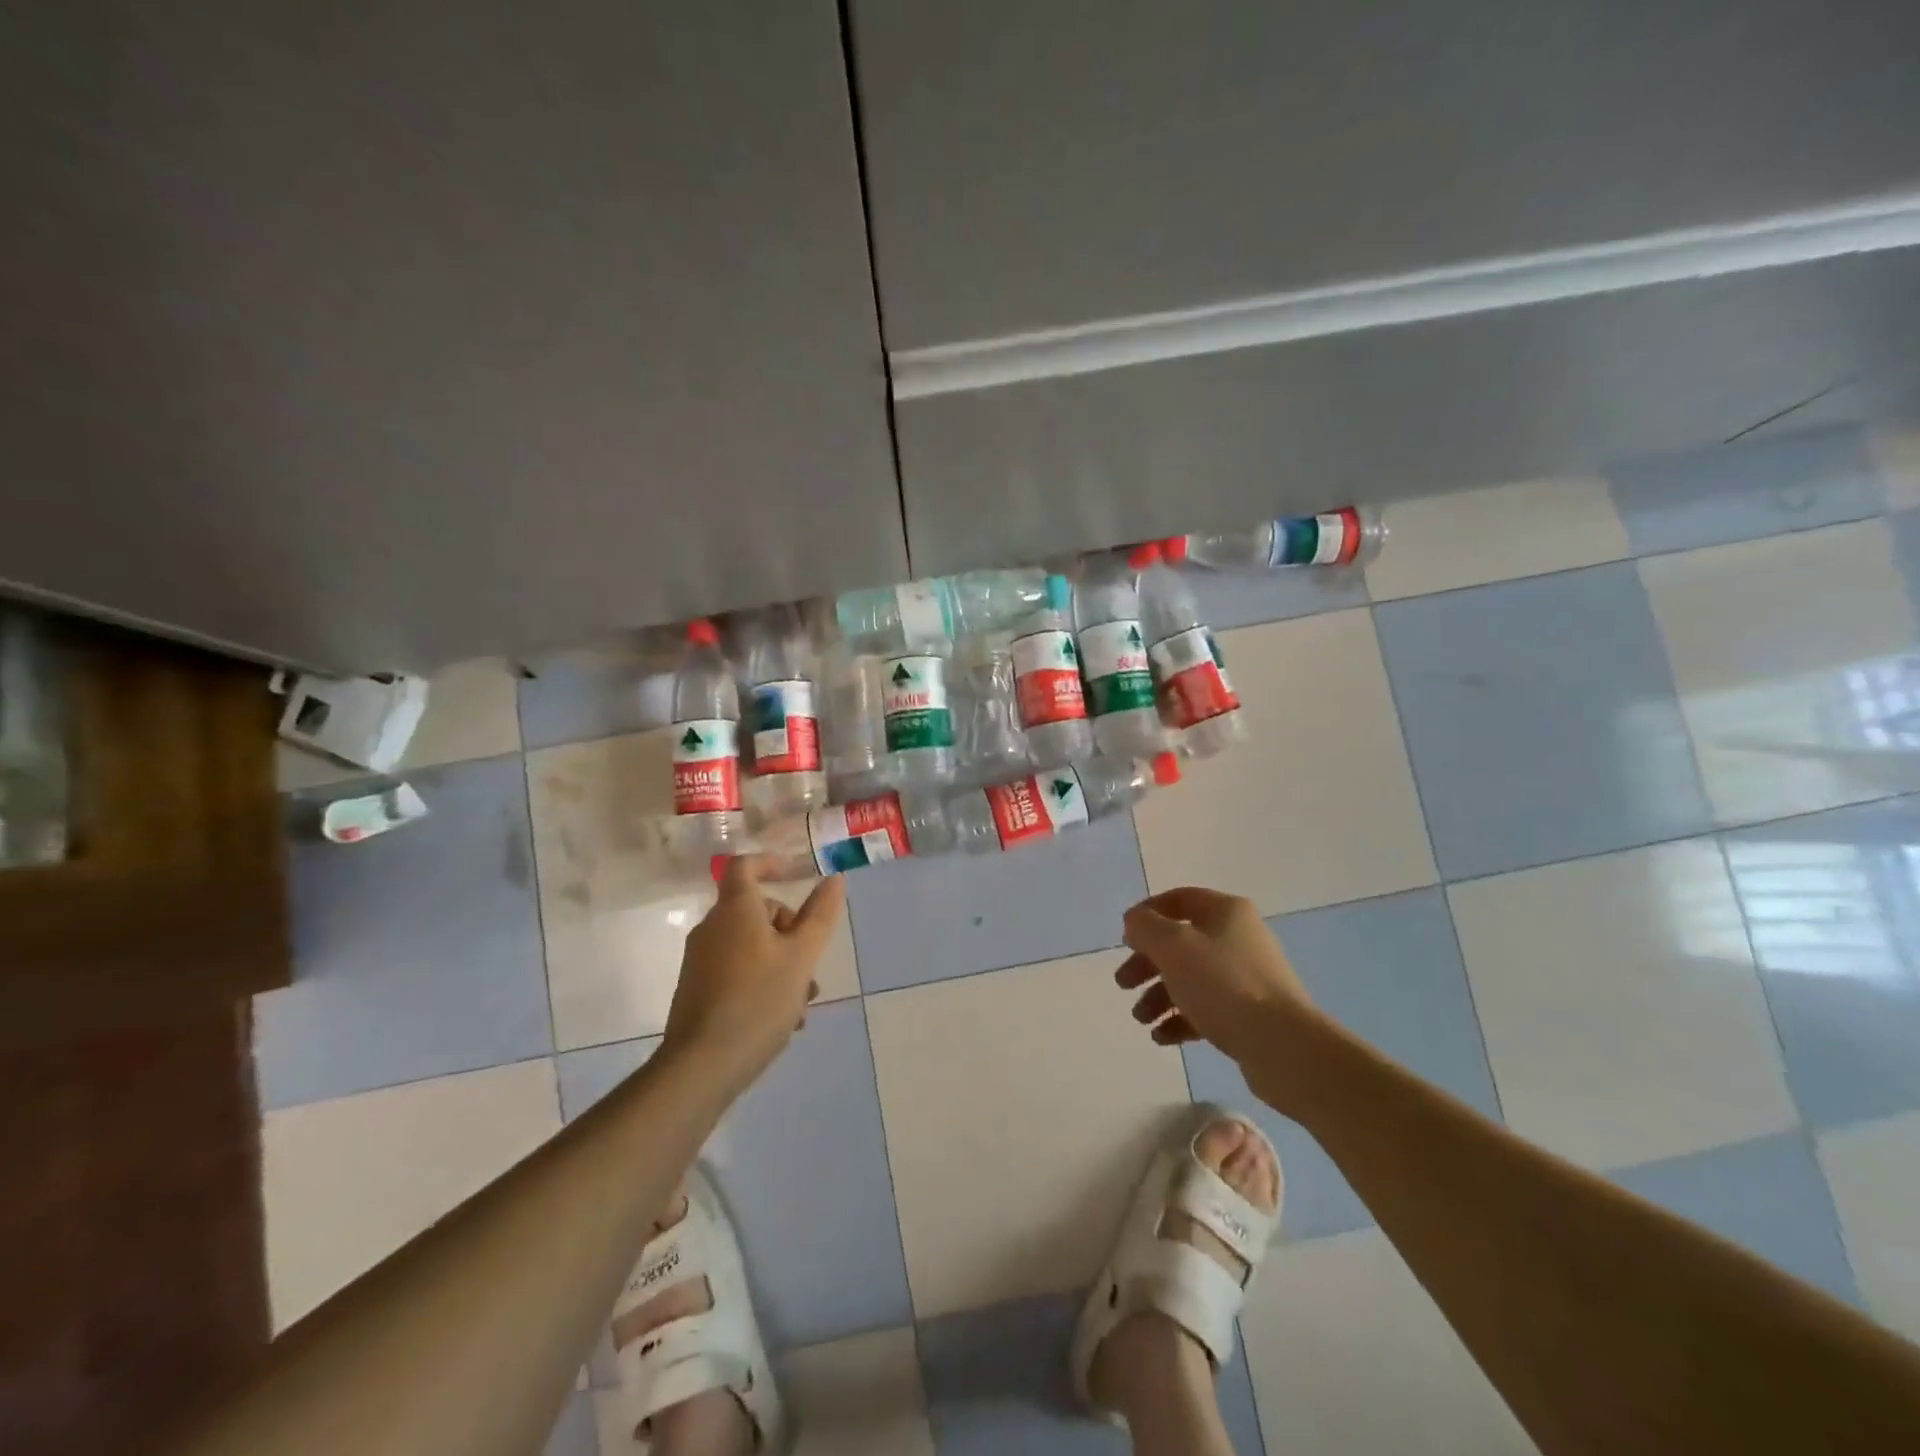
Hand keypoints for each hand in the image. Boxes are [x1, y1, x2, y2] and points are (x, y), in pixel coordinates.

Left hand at [661, 857, 846, 1096]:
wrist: (700, 1067)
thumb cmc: (757, 1001)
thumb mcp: (801, 956)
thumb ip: (820, 915)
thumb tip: (833, 879)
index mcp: (735, 910)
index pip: (745, 865)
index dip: (772, 863)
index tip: (799, 875)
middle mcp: (713, 928)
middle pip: (756, 910)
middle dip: (790, 930)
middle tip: (810, 963)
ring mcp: (702, 960)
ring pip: (752, 945)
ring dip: (782, 963)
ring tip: (802, 1002)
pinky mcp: (698, 989)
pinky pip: (738, 970)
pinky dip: (763, 982)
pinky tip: (782, 1019)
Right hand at [1117, 886, 1330, 1112]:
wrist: (1283, 1047)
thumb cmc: (1223, 985)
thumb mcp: (1173, 946)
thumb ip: (1145, 927)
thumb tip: (1136, 922)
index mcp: (1226, 912)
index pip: (1179, 899)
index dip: (1147, 914)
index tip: (1124, 938)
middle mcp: (1239, 938)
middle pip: (1181, 943)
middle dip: (1147, 962)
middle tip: (1123, 983)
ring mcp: (1247, 978)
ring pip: (1191, 978)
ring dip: (1159, 995)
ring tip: (1141, 1019)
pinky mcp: (1250, 1015)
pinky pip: (1206, 1009)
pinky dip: (1180, 1019)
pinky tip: (1162, 1037)